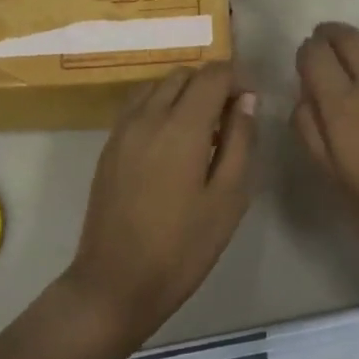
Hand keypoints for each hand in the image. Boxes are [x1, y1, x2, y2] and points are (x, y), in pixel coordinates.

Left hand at [63, 62, 256, 347]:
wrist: (115, 283)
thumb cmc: (182, 247)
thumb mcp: (227, 198)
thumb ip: (240, 140)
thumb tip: (246, 99)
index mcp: (182, 126)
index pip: (213, 74)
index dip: (236, 79)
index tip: (249, 103)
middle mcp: (149, 115)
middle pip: (184, 74)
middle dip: (210, 84)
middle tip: (228, 119)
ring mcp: (123, 128)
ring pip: (159, 86)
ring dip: (184, 93)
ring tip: (200, 130)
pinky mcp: (109, 144)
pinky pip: (139, 105)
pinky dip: (160, 105)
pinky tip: (171, 141)